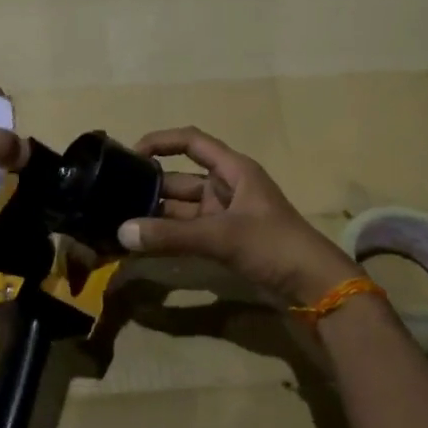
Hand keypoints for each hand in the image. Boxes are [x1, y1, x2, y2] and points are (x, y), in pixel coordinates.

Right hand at [118, 127, 360, 306]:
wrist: (314, 286)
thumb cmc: (273, 245)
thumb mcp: (222, 236)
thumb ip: (171, 235)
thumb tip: (122, 233)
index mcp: (234, 170)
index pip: (192, 142)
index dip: (162, 141)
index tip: (130, 154)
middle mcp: (227, 187)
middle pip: (181, 178)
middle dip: (151, 186)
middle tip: (113, 196)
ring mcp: (225, 216)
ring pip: (182, 209)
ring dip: (156, 215)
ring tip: (119, 221)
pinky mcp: (225, 241)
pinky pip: (188, 232)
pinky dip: (168, 236)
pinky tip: (142, 244)